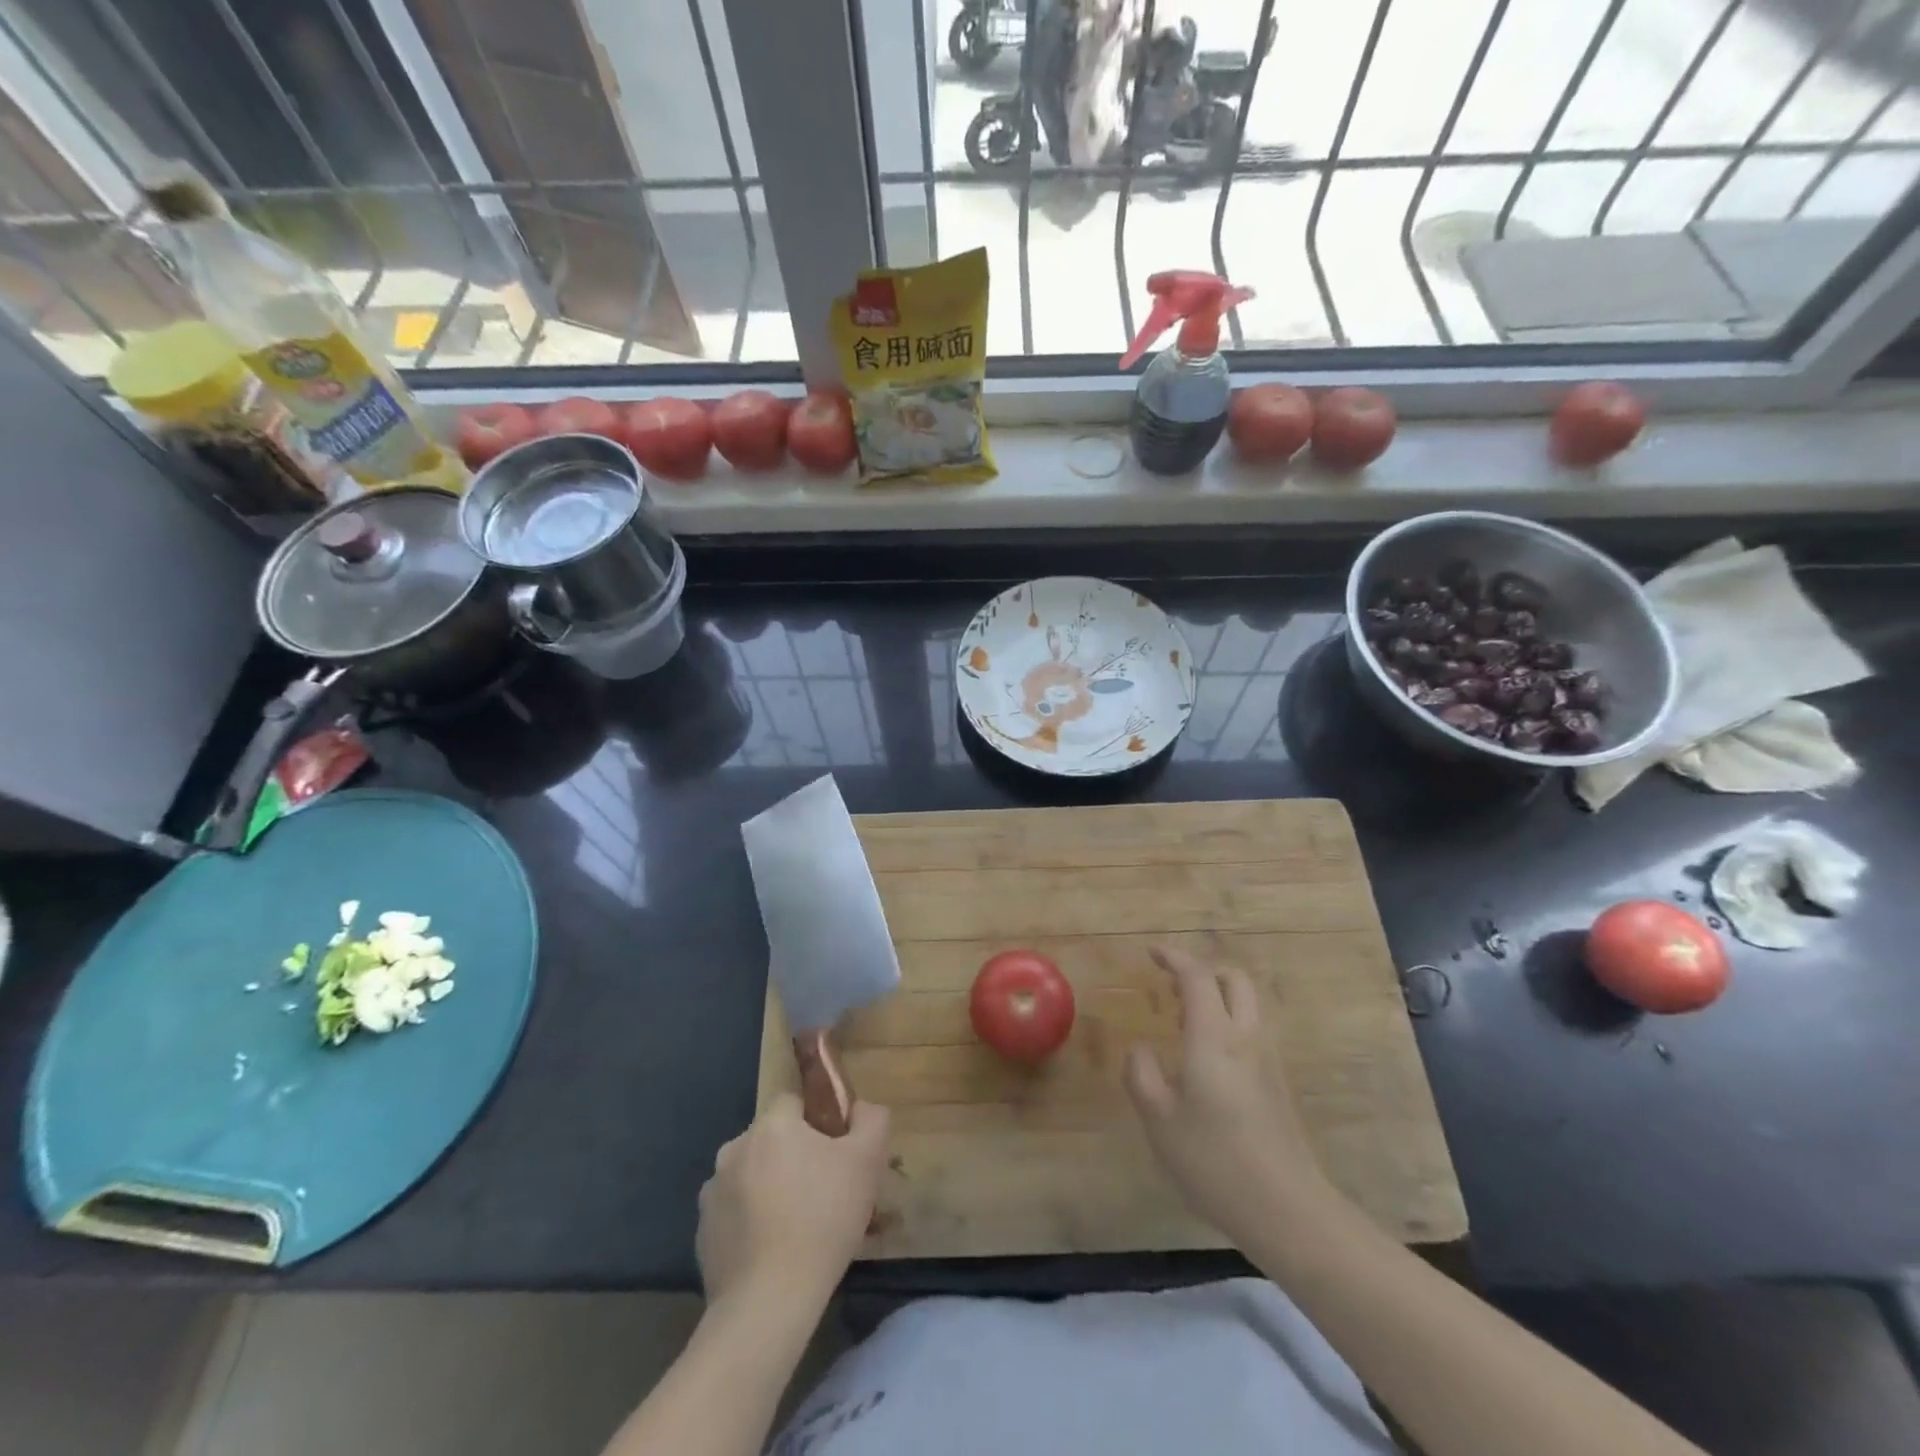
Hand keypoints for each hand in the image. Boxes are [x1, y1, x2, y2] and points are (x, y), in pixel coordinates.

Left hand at [696, 1093, 889, 1311]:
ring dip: (770, 1188)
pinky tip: (772, 1251)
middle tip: (822, 1193)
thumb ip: (871, 1120)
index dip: (817, 1123)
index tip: (834, 1154)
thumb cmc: (822, 1220)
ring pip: (752, 1176)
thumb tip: (860, 1108)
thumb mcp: (867, 1163)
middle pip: (772, 1140)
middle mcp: (734, 1148)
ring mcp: (712, 1191)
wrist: (768, 1302)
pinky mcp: (703, 1232)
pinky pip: (734, 1213)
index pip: (794, 1102)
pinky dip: (751, 1222)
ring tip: (797, 1227)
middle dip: (794, 1157)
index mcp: (771, 1125)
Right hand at [1124, 945, 1342, 1246]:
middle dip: (1202, 970)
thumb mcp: (1159, 1119)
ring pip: (1248, 1004)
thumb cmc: (1215, 1160)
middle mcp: (1246, 1037)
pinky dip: (1228, 1021)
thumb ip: (1142, 1073)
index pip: (1197, 976)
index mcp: (1214, 1037)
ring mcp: (1268, 1059)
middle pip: (1233, 979)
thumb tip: (1141, 1048)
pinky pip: (1252, 1030)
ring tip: (1184, 1020)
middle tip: (1172, 986)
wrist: (1288, 1210)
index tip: (1152, 953)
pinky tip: (1207, 1057)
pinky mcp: (1279, 1083)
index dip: (1174, 957)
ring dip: (1217, 996)